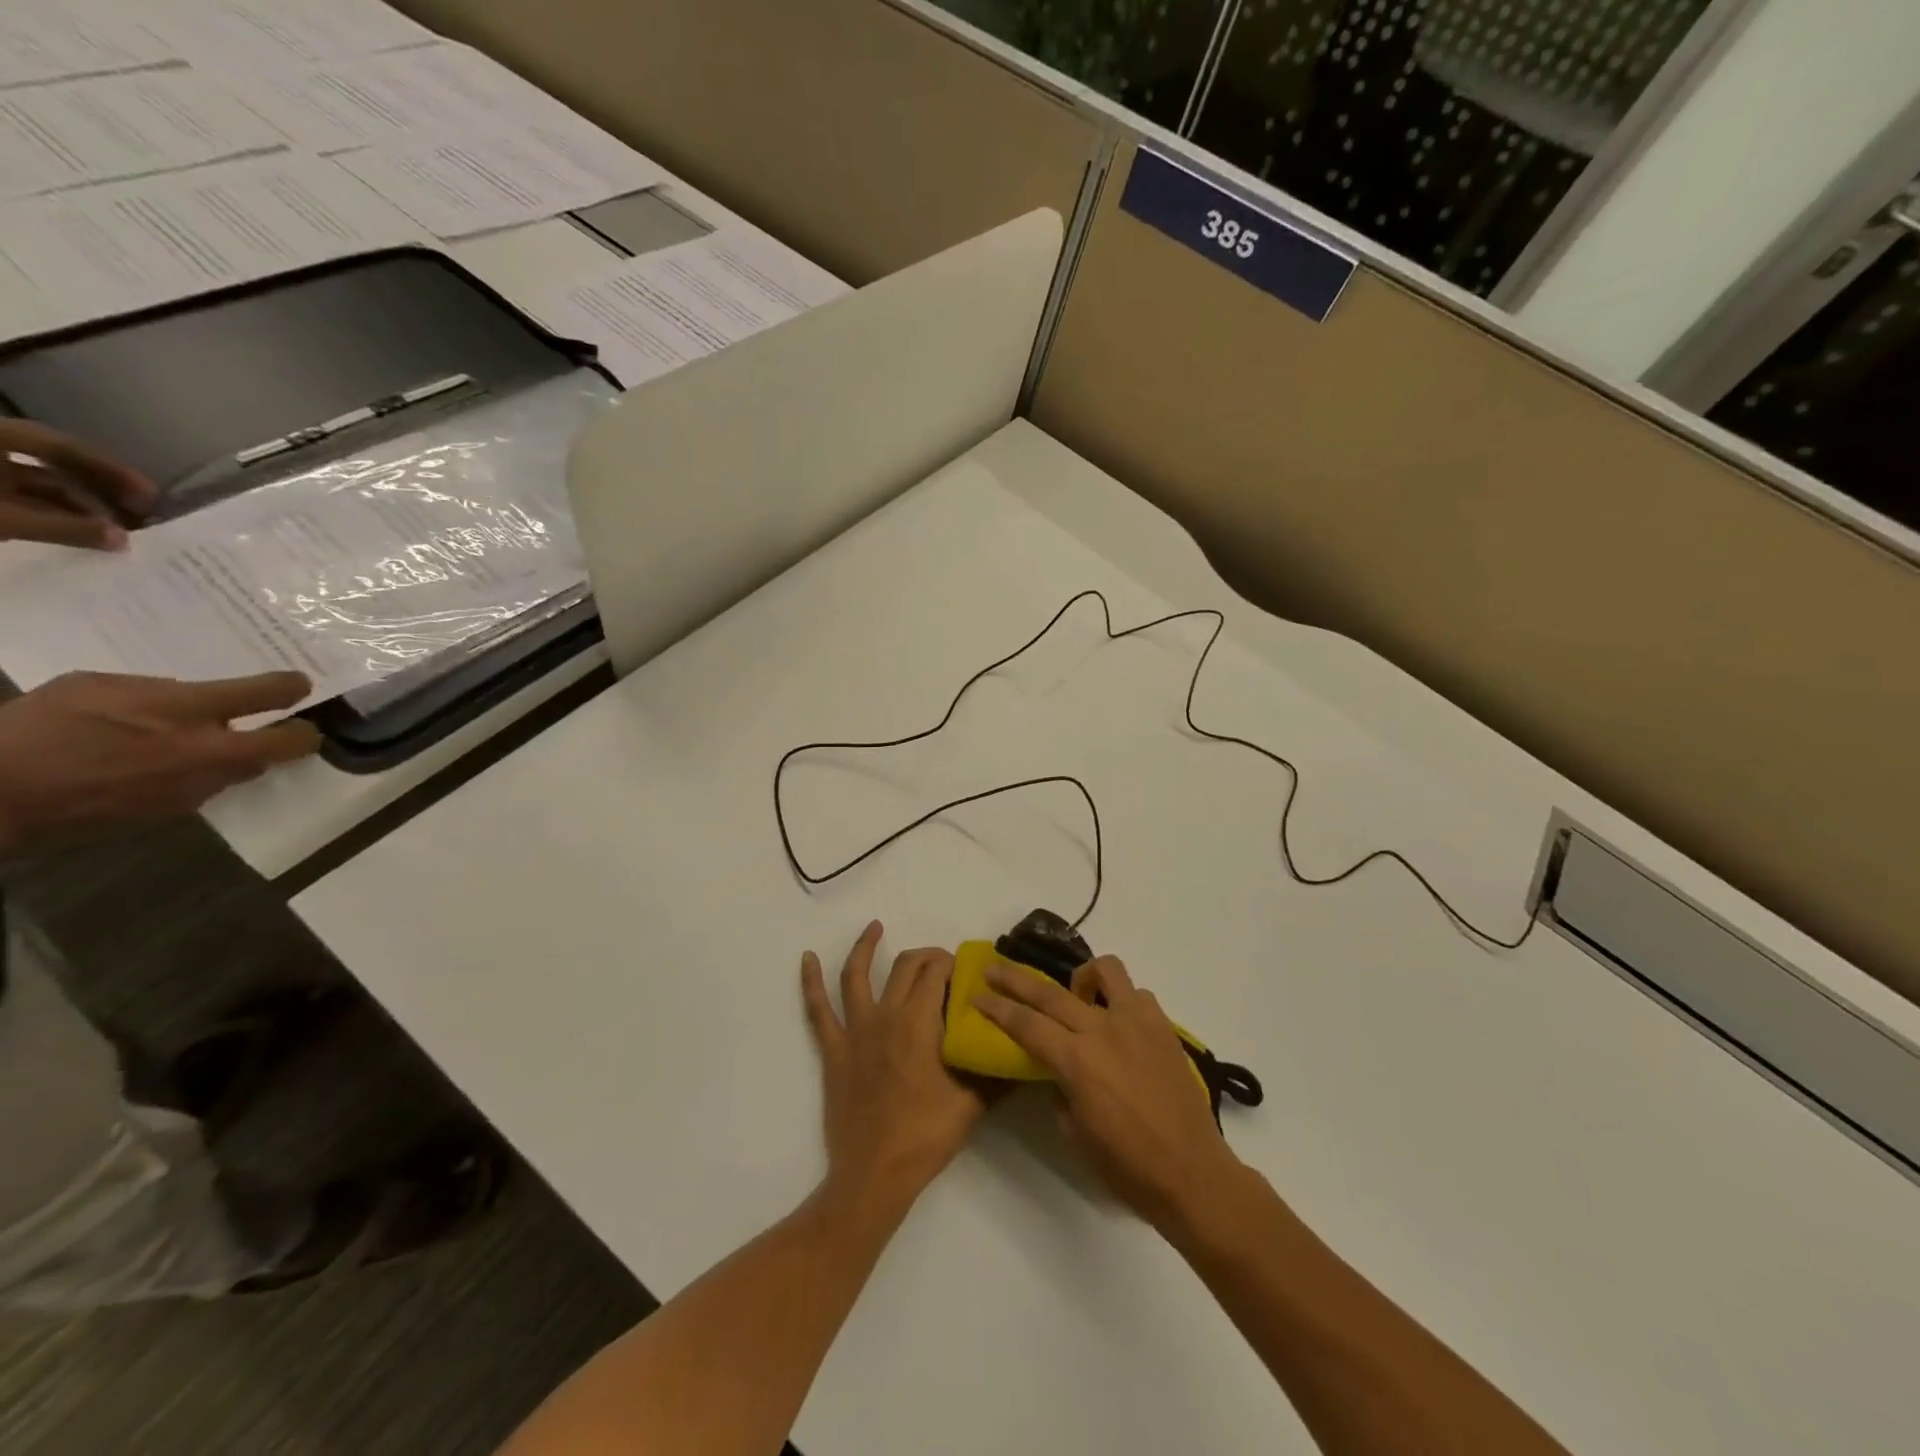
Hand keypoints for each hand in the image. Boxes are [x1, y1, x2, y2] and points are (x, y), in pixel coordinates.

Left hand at [0, 420, 154, 550]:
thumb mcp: (4, 518)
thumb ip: (63, 528)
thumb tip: (126, 540)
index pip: (65, 447)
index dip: (110, 469)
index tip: (151, 494)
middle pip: (56, 467)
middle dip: (100, 493)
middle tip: (142, 516)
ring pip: (40, 489)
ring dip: (81, 510)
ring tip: (117, 534)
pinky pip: (23, 504)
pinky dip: (55, 519)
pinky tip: (82, 537)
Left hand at [0, 670, 320, 853]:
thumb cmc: (83, 811)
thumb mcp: (166, 805)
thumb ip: (212, 778)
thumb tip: (242, 761)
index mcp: (210, 753)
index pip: (287, 737)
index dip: (302, 736)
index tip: (306, 734)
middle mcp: (187, 715)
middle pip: (261, 688)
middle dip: (284, 688)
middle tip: (294, 687)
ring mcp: (139, 689)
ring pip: (190, 693)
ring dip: (187, 708)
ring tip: (151, 728)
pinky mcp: (95, 678)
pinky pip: (136, 690)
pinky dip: (134, 705)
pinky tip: (105, 724)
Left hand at [801, 922, 987, 1212]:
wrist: (875, 1175)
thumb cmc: (926, 1136)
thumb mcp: (974, 1102)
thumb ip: (996, 1070)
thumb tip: (1020, 1048)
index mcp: (919, 1023)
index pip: (937, 973)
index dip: (954, 964)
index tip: (968, 971)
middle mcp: (885, 1016)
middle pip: (905, 967)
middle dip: (927, 956)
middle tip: (943, 962)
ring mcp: (855, 1032)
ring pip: (857, 975)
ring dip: (865, 947)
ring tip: (874, 926)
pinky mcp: (834, 1050)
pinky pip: (818, 1010)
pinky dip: (810, 982)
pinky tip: (807, 959)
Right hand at [975, 955, 1245, 1236]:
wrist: (1193, 1174)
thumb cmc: (1128, 1166)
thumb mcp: (1076, 1134)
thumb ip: (1060, 1090)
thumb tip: (1059, 1070)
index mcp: (1077, 1061)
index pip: (1026, 1024)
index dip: (997, 1009)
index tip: (977, 996)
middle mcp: (1103, 1030)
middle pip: (1050, 992)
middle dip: (1015, 979)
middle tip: (994, 970)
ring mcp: (1137, 1022)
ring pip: (1105, 971)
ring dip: (1082, 977)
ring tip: (1077, 995)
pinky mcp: (1163, 1027)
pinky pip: (1136, 995)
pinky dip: (1120, 1001)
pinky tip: (1118, 1023)